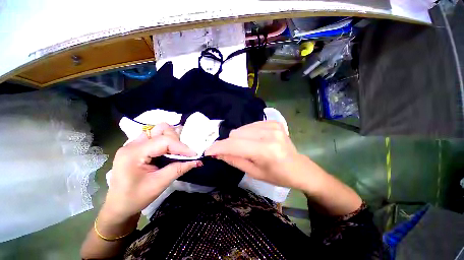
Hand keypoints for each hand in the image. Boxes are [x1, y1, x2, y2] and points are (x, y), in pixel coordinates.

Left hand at [105, 123, 201, 219]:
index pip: (164, 141)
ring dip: (171, 138)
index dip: (182, 147)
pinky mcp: (138, 146)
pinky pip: (156, 136)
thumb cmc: (135, 198)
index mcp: (134, 153)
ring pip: (159, 130)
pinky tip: (169, 151)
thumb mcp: (159, 184)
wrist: (118, 205)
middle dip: (176, 140)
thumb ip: (178, 169)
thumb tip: (197, 161)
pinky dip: (166, 141)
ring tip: (177, 151)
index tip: (194, 155)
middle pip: (161, 130)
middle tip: (183, 154)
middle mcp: (133, 144)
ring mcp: (134, 144)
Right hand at [205, 121, 309, 189]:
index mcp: (266, 151)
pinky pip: (250, 125)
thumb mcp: (254, 172)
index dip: (219, 147)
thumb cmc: (277, 175)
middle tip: (235, 153)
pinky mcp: (274, 122)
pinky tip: (256, 141)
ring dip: (239, 139)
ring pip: (242, 129)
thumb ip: (234, 160)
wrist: (299, 167)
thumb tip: (217, 153)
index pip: (235, 145)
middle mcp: (269, 134)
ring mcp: (273, 126)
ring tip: (248, 148)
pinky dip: (248, 134)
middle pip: (236, 134)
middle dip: (230, 144)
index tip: (208, 150)